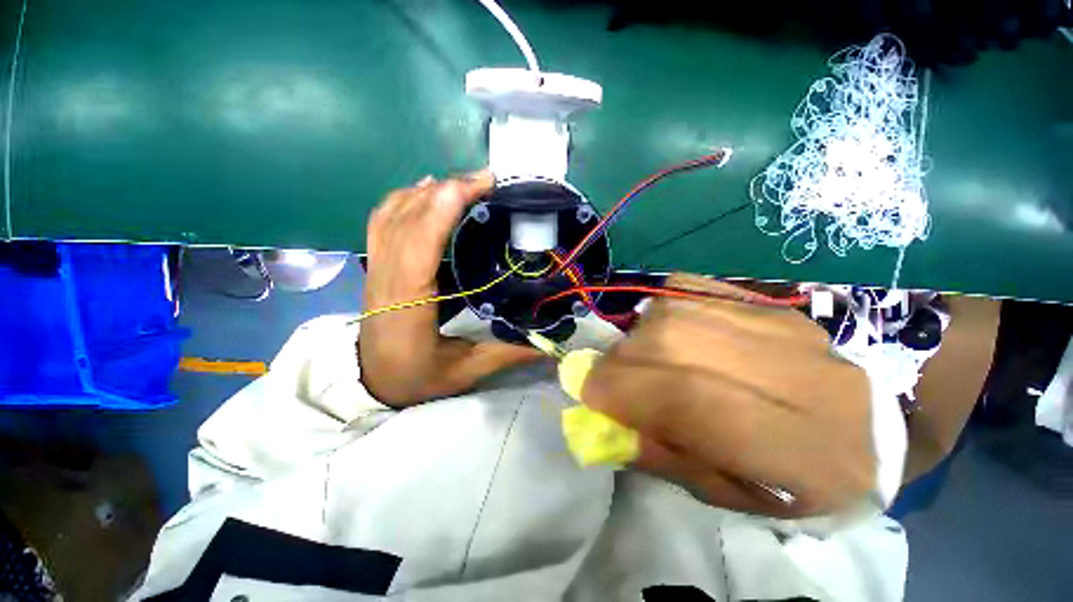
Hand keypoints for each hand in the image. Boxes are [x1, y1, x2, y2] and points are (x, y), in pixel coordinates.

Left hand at [359, 170, 541, 405]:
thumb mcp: (465, 371)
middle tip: (486, 180)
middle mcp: (387, 278)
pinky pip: (383, 220)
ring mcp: (377, 268)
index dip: (444, 207)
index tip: (480, 186)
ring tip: (464, 183)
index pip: (419, 244)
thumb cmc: (416, 378)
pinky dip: (404, 198)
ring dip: (428, 190)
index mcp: (409, 304)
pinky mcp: (378, 265)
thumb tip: (550, 344)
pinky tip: (427, 190)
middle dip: (446, 190)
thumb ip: (507, 353)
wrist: (373, 382)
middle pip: (407, 218)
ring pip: (392, 214)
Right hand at [582, 274, 874, 517]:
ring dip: (637, 338)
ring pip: (668, 313)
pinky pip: (685, 287)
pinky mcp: (762, 301)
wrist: (872, 422)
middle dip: (619, 363)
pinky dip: (660, 308)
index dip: (617, 391)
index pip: (680, 396)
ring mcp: (772, 323)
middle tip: (614, 381)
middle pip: (665, 344)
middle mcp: (781, 371)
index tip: (591, 397)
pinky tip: (668, 330)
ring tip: (642, 359)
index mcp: (786, 444)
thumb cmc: (797, 477)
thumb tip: (603, 420)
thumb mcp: (729, 492)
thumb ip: (661, 455)